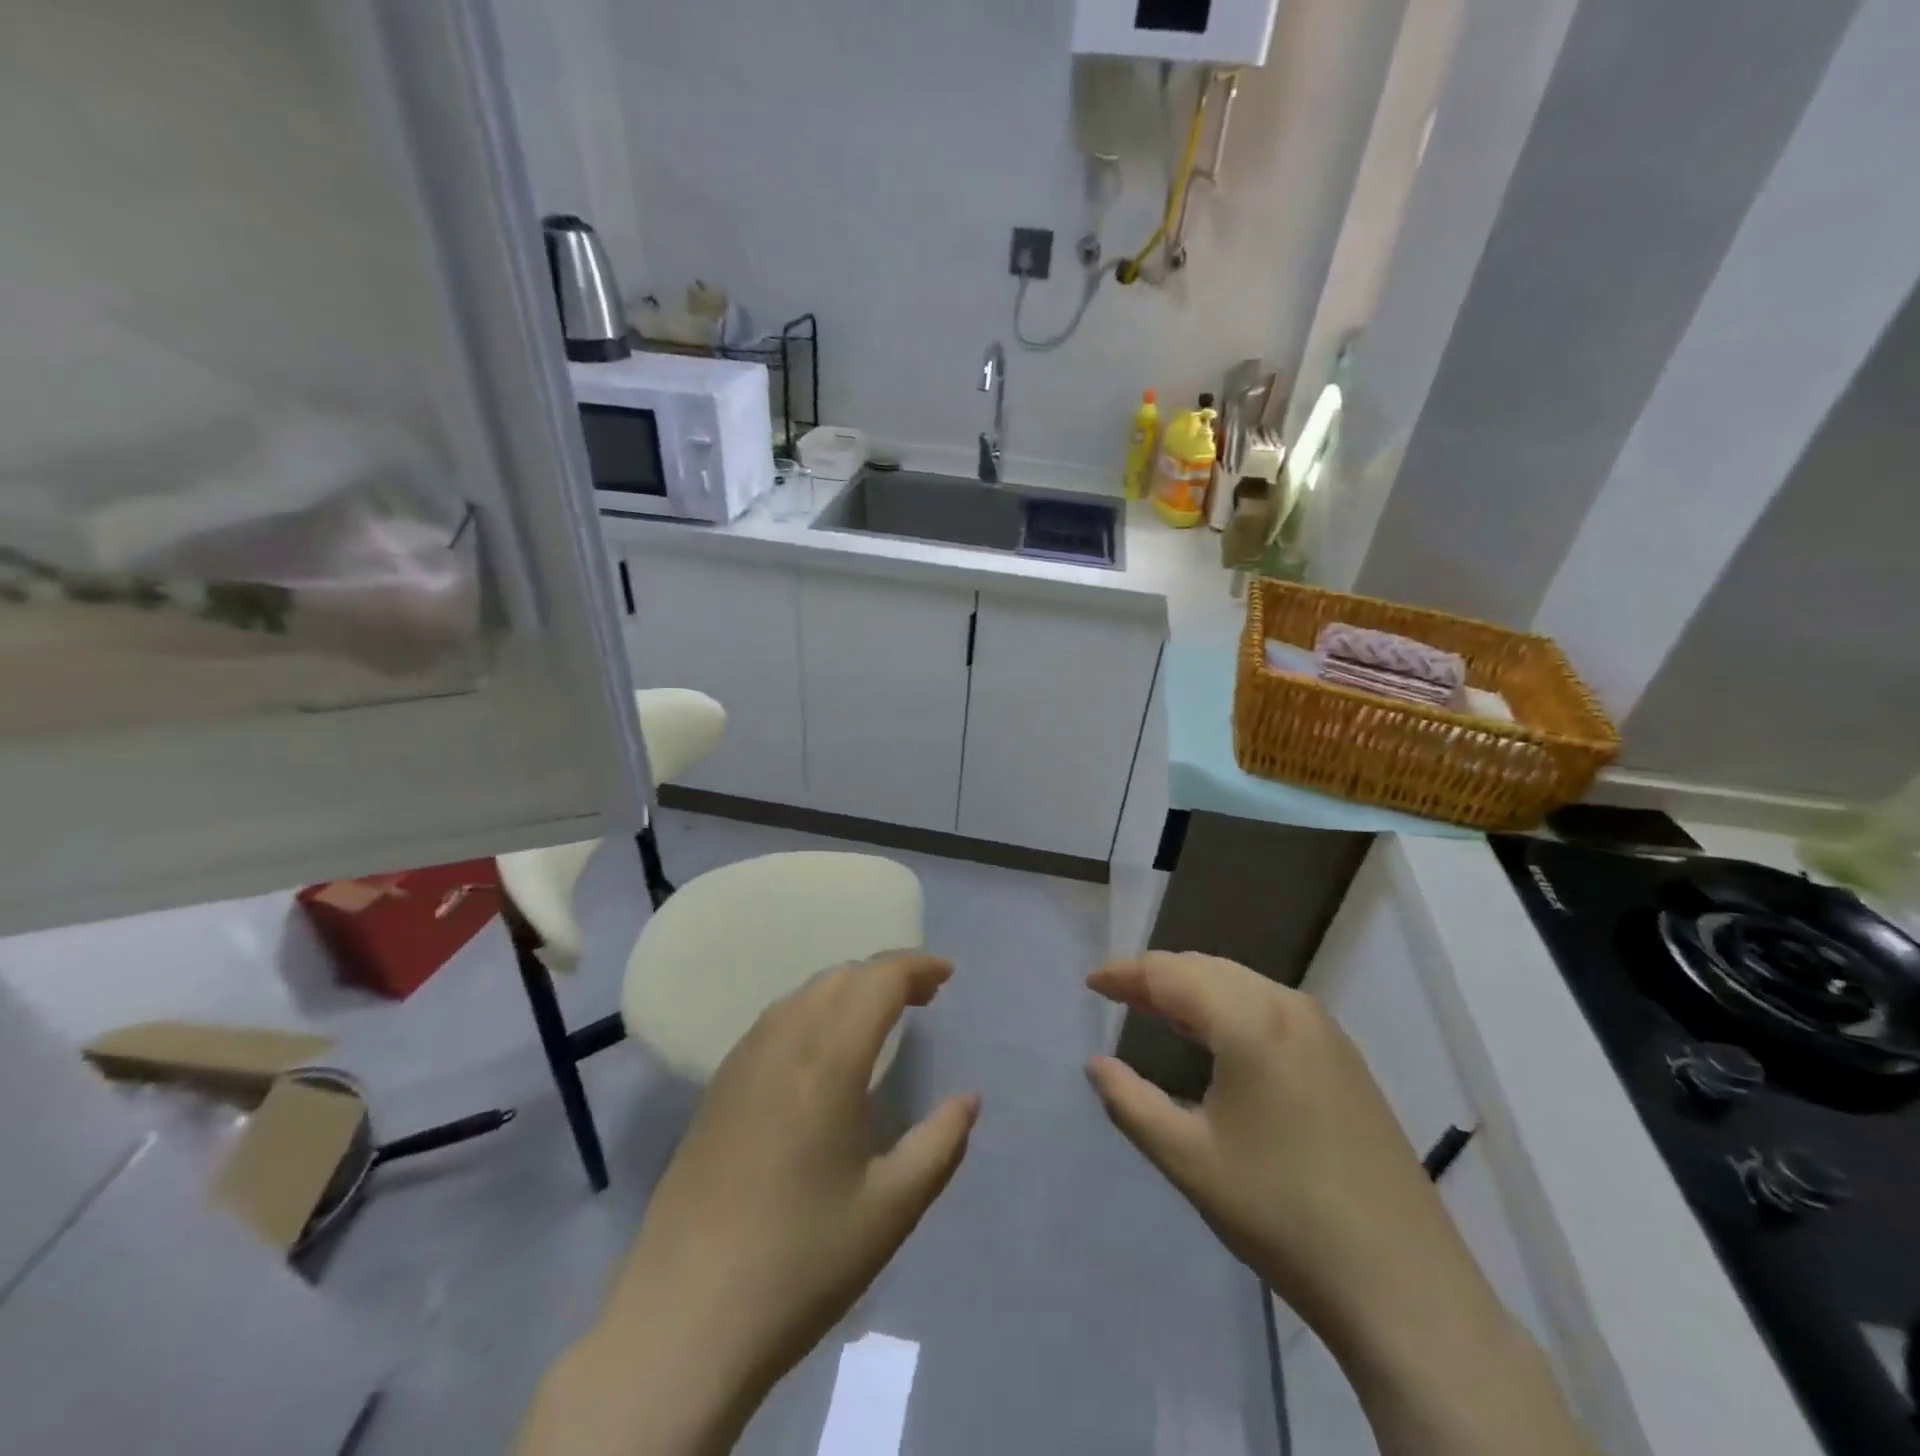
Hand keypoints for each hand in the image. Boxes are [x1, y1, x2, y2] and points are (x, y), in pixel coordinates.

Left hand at [522, 952, 977, 1455]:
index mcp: (829, 1061)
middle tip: (924, 999)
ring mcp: (743, 1061)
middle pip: (842, 977)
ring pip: (805, 993)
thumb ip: (940, 1144)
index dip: (916, 966)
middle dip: (887, 975)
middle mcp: (783, 1042)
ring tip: (879, 1018)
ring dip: (849, 989)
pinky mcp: (718, 1086)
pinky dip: (814, 1010)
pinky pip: (776, 1020)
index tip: (948, 975)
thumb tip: (968, 1100)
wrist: (685, 1318)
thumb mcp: (891, 1209)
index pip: (877, 980)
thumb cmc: (801, 1262)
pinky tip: (823, 1050)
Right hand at [1083, 952, 1509, 1370]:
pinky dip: (1230, 1007)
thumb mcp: (1188, 1159)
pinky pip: (1270, 1007)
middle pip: (1207, 969)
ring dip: (1194, 989)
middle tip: (1118, 995)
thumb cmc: (1281, 1214)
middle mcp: (1289, 1006)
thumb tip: (1097, 1064)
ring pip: (1241, 984)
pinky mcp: (1344, 1058)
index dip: (1125, 974)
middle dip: (1158, 976)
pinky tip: (1217, 1038)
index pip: (1171, 974)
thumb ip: (1130, 1102)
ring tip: (1157, 1010)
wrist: (1403, 1285)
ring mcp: (1325, 1030)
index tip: (1091, 983)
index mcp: (1249, 1020)